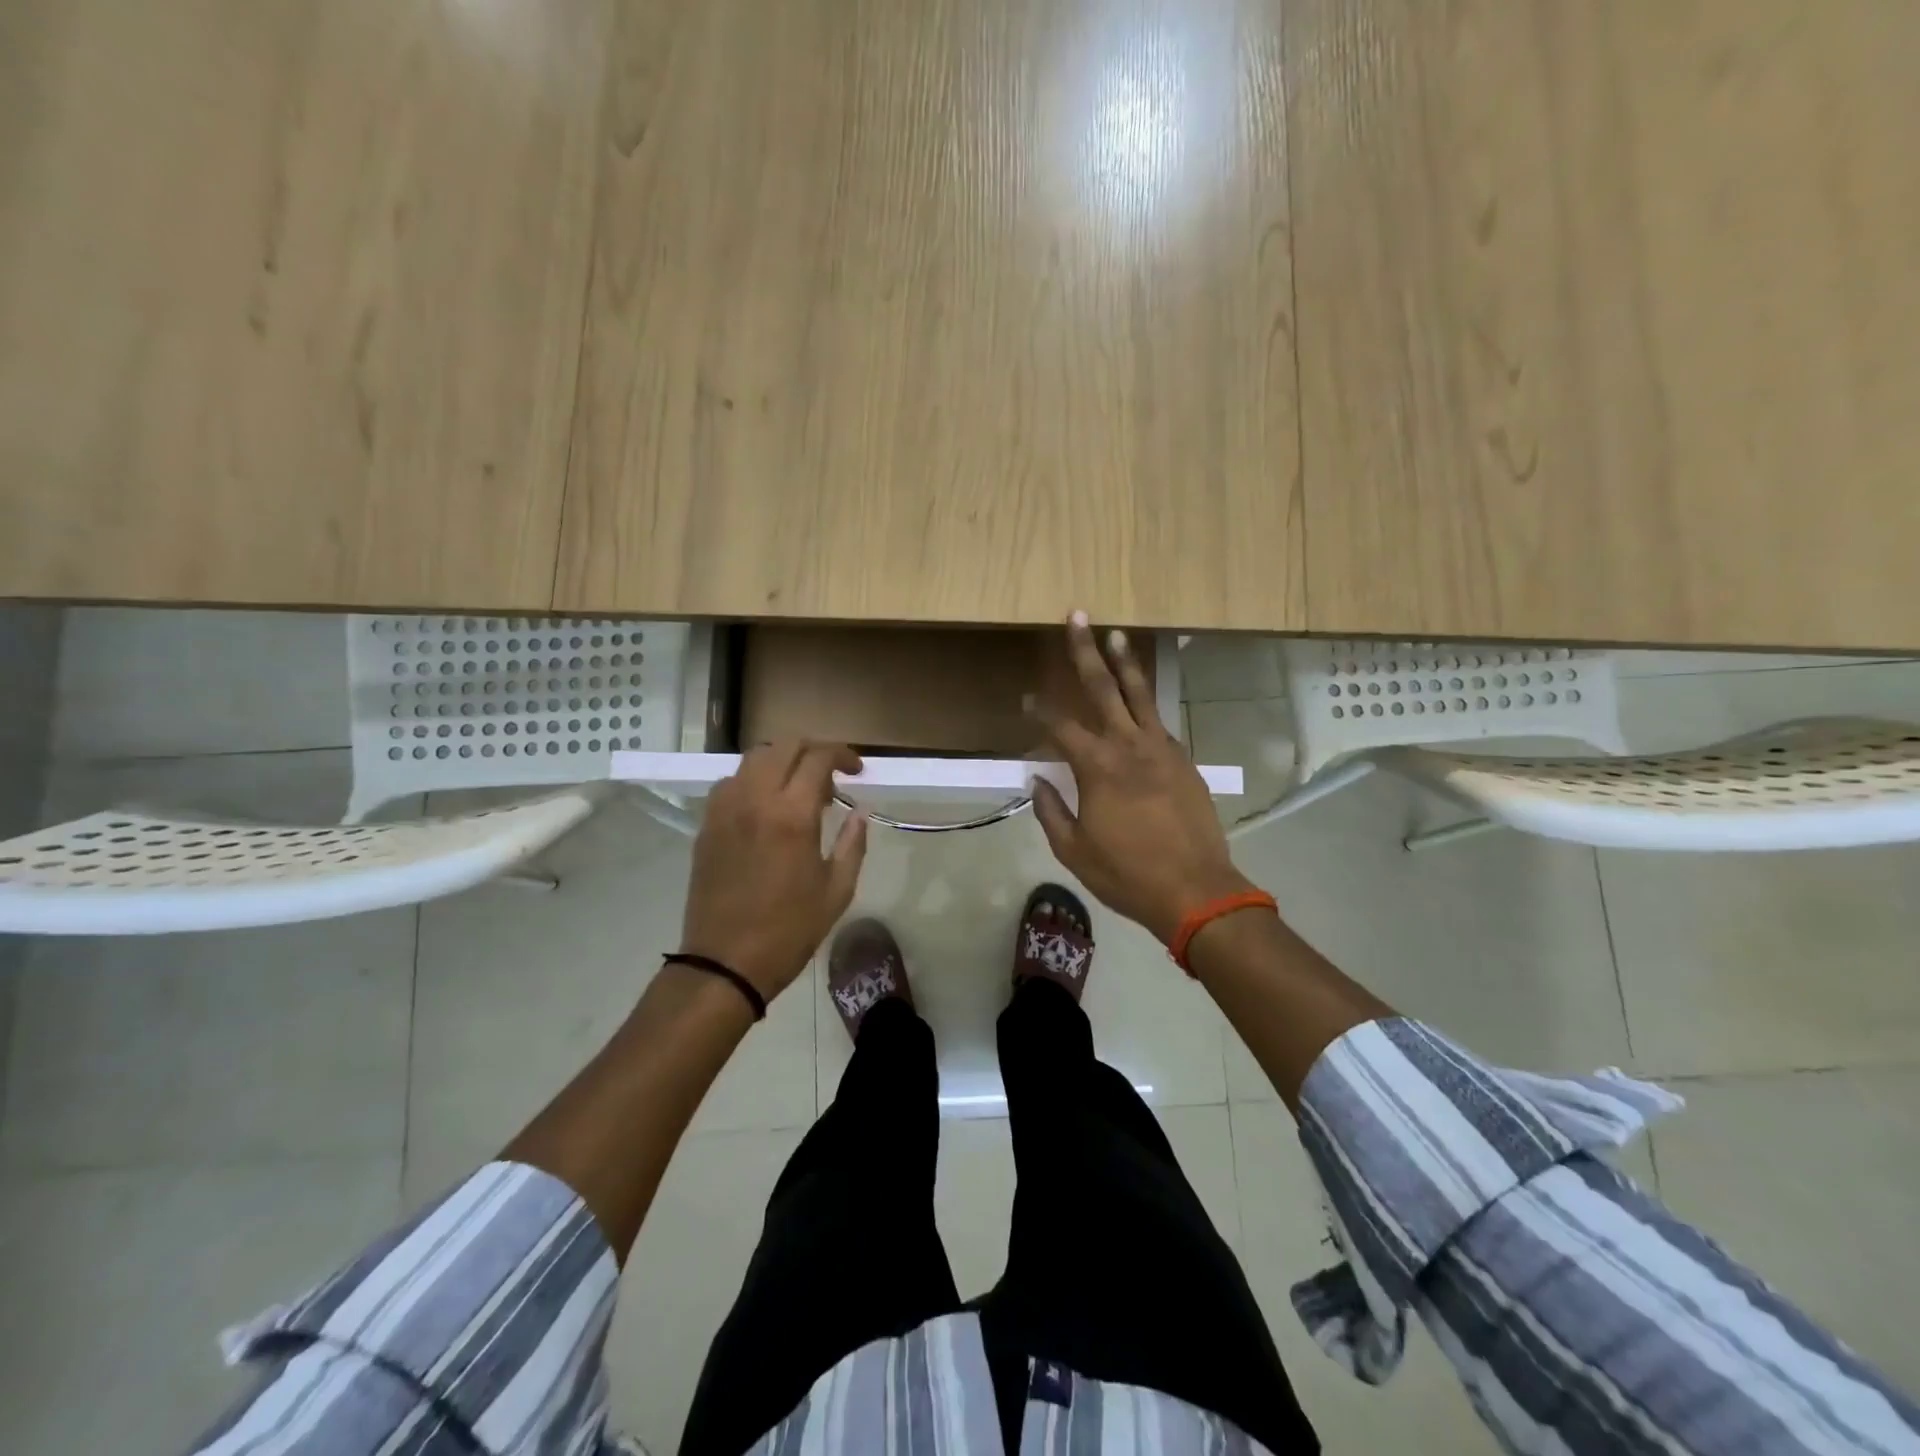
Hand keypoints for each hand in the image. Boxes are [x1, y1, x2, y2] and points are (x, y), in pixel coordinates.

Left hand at [679, 742, 868, 998]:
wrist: (725, 963)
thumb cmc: (789, 930)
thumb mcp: (837, 891)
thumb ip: (853, 843)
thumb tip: (860, 811)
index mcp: (791, 815)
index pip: (817, 757)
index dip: (842, 754)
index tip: (857, 771)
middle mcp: (754, 799)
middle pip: (783, 746)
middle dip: (813, 750)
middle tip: (831, 776)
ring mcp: (725, 809)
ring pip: (754, 758)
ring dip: (782, 762)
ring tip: (798, 790)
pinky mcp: (707, 824)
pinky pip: (732, 782)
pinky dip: (754, 780)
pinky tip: (766, 808)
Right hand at [1028, 613, 1253, 945]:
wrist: (1196, 890)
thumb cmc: (1127, 873)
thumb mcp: (1074, 850)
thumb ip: (1051, 811)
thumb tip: (1037, 780)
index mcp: (1097, 768)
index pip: (1060, 726)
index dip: (1040, 711)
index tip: (1026, 700)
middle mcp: (1129, 746)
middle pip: (1103, 688)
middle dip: (1086, 651)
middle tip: (1077, 617)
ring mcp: (1162, 749)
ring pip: (1140, 695)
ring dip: (1125, 663)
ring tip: (1115, 634)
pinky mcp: (1184, 760)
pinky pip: (1160, 723)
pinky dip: (1146, 706)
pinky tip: (1139, 702)